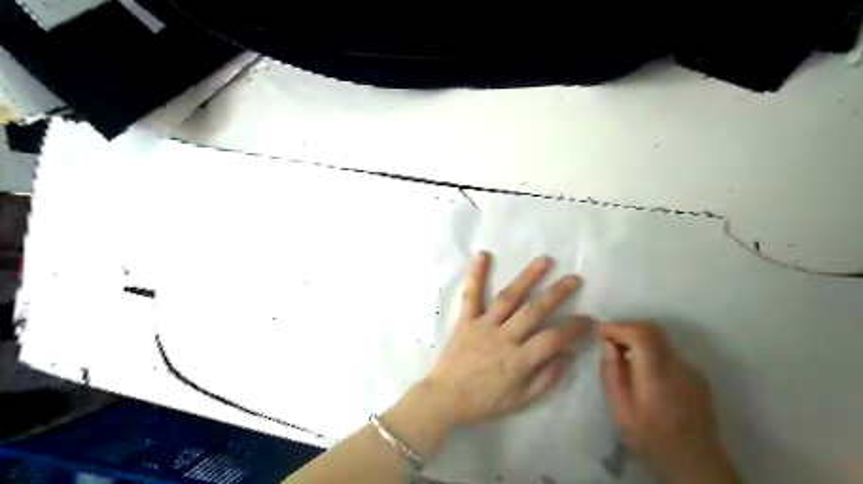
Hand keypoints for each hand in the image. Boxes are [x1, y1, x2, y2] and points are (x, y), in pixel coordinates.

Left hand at [424, 252, 593, 426]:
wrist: (445, 398)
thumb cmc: (484, 402)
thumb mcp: (520, 401)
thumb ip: (546, 378)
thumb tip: (568, 355)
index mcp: (519, 360)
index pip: (554, 338)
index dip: (574, 328)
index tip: (588, 319)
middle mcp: (504, 337)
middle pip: (535, 311)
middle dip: (557, 293)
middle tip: (573, 279)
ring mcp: (483, 325)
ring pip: (508, 297)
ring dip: (527, 277)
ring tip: (544, 260)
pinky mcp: (466, 320)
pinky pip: (471, 295)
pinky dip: (476, 274)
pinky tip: (483, 255)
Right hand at [601, 322, 741, 483]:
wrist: (697, 466)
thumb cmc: (651, 438)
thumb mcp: (620, 409)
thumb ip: (611, 373)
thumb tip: (608, 344)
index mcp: (657, 374)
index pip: (641, 333)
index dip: (619, 326)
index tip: (600, 331)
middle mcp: (678, 366)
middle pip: (653, 330)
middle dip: (627, 328)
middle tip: (609, 341)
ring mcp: (691, 371)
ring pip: (661, 342)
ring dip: (639, 342)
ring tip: (623, 360)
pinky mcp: (698, 378)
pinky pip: (669, 356)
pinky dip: (652, 355)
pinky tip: (644, 376)